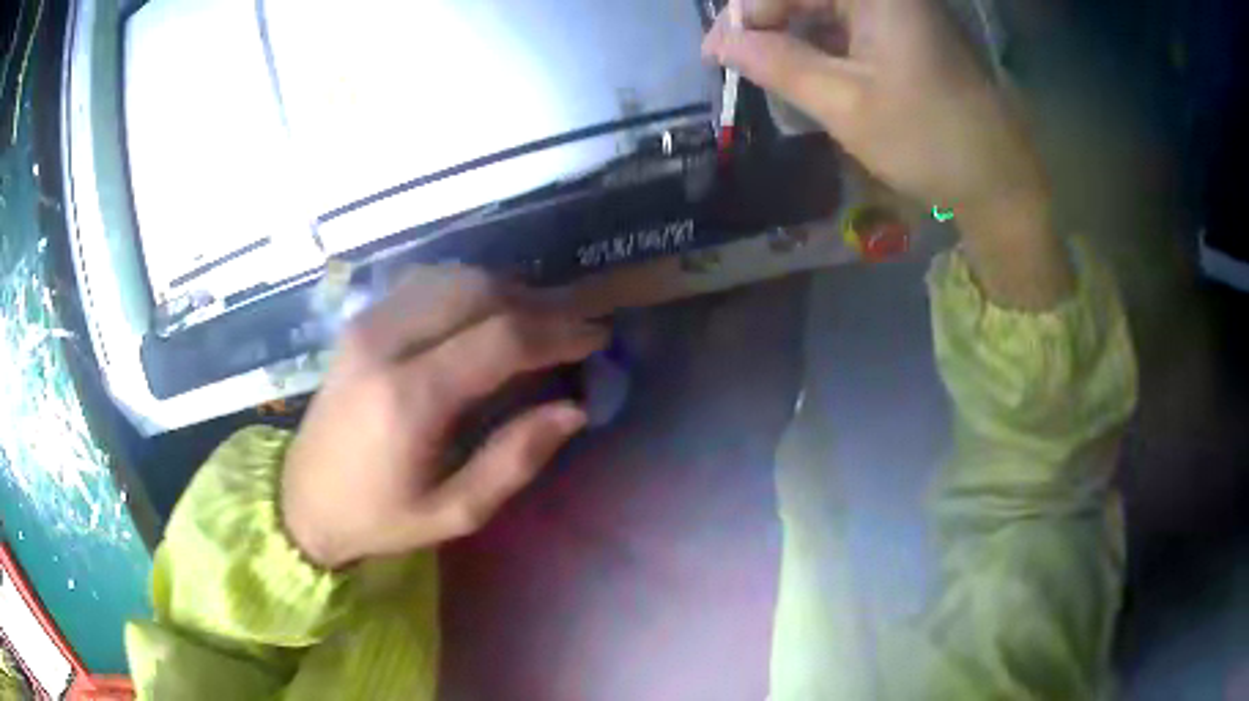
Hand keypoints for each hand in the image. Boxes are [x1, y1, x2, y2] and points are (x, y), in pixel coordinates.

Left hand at [282, 267, 607, 569]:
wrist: (303, 498)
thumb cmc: (379, 516)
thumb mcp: (454, 512)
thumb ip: (514, 460)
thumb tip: (574, 409)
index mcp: (409, 398)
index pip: (501, 338)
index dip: (559, 332)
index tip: (596, 338)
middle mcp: (385, 343)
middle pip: (480, 292)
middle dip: (539, 304)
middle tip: (572, 330)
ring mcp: (368, 323)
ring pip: (455, 278)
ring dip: (506, 291)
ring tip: (537, 323)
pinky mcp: (361, 321)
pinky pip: (426, 283)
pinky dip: (469, 289)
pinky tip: (486, 315)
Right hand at [705, 0, 1073, 307]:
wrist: (999, 178)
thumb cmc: (928, 140)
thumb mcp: (844, 104)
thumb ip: (776, 63)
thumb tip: (717, 43)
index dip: (747, 12)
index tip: (716, 53)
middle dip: (765, 19)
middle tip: (735, 60)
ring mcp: (898, 8)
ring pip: (823, 6)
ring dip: (789, 32)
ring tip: (762, 69)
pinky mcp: (904, 30)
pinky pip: (846, 22)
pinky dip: (818, 42)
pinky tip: (802, 68)